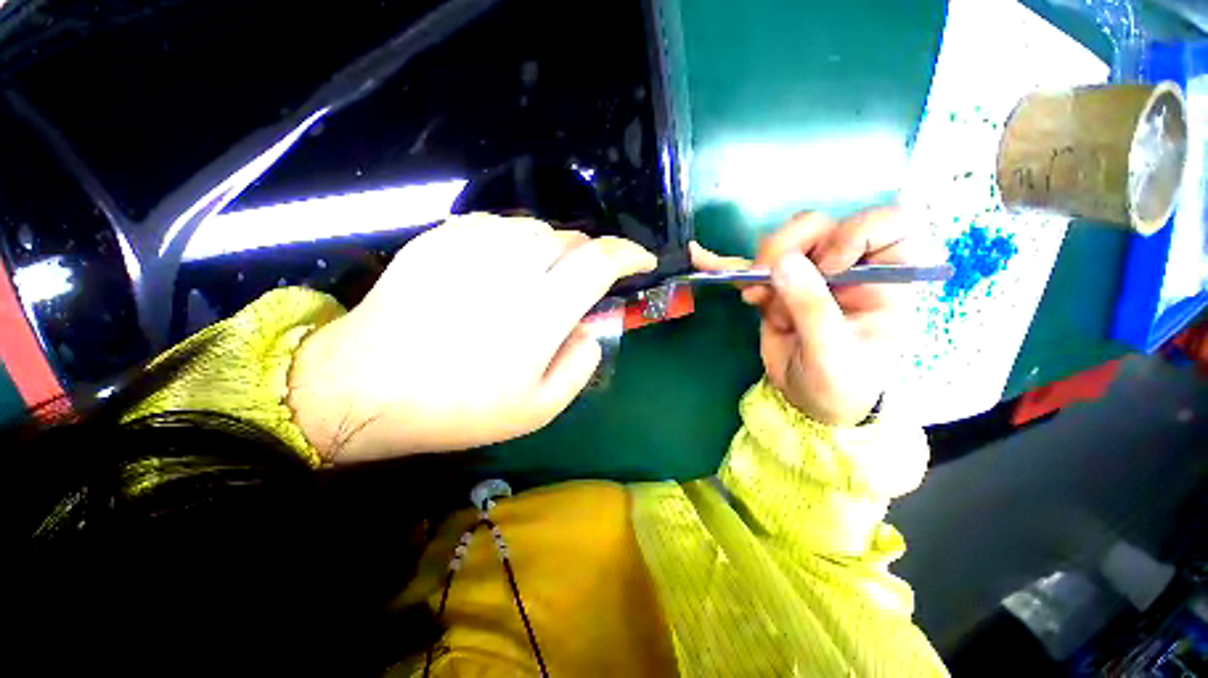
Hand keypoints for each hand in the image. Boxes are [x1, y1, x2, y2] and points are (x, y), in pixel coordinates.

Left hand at [287, 214, 656, 462]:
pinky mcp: (440, 239)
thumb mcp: (538, 409)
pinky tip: (498, 269)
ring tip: (535, 280)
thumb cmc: (458, 408)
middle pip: (570, 238)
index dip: (629, 254)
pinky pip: (496, 226)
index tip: (642, 261)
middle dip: (587, 257)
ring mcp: (471, 247)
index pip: (600, 261)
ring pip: (535, 228)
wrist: (367, 388)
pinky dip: (513, 242)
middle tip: (577, 286)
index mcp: (540, 312)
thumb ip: (580, 364)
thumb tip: (590, 328)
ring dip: (549, 250)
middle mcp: (512, 268)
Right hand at [692, 207, 912, 425]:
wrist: (812, 404)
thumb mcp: (832, 350)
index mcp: (884, 278)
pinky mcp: (777, 289)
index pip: (885, 223)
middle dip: (788, 247)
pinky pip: (752, 270)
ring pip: (782, 244)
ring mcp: (808, 277)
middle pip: (819, 227)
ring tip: (755, 299)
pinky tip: (702, 259)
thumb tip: (781, 261)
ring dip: (760, 267)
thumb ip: (811, 306)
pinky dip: (726, 265)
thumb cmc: (841, 384)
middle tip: (767, 277)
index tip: (828, 267)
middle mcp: (848, 268)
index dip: (852, 233)